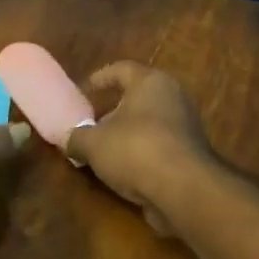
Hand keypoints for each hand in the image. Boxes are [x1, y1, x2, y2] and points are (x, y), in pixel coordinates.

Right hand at [66, 62, 214, 234]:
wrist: (184, 189)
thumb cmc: (135, 150)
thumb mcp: (93, 143)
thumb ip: (76, 137)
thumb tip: (68, 139)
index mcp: (150, 82)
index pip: (121, 69)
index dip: (99, 78)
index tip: (83, 91)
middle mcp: (173, 96)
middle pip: (137, 97)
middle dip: (112, 110)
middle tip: (91, 124)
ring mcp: (186, 125)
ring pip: (149, 123)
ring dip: (127, 135)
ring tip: (103, 151)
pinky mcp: (190, 153)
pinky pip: (159, 145)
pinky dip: (141, 153)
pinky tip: (123, 170)